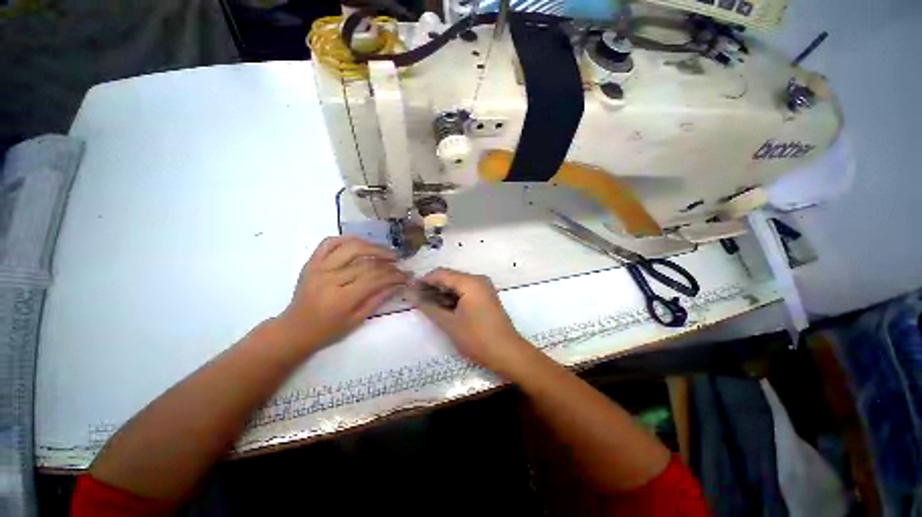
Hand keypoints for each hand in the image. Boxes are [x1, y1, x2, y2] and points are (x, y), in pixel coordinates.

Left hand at [275, 236, 408, 352]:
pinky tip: (360, 243)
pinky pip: (329, 242)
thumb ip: (377, 299)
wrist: (294, 329)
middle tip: (398, 261)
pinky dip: (346, 239)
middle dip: (387, 261)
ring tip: (384, 251)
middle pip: (366, 263)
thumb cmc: (327, 330)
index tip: (406, 274)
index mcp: (342, 298)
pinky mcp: (311, 262)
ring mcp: (318, 268)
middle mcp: (330, 279)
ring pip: (350, 247)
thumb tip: (397, 284)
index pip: (375, 279)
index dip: (394, 275)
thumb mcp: (356, 320)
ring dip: (372, 246)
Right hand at [414, 268, 532, 375]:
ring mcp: (484, 288)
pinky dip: (453, 297)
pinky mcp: (486, 297)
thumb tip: (415, 298)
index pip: (442, 274)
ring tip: (427, 303)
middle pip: (450, 277)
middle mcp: (478, 280)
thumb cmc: (477, 337)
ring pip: (458, 284)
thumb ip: (430, 308)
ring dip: (443, 292)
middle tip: (417, 297)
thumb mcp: (450, 324)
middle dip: (433, 286)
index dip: (425, 280)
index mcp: (470, 282)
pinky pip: (466, 291)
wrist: (507, 352)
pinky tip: (443, 306)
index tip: (411, 288)